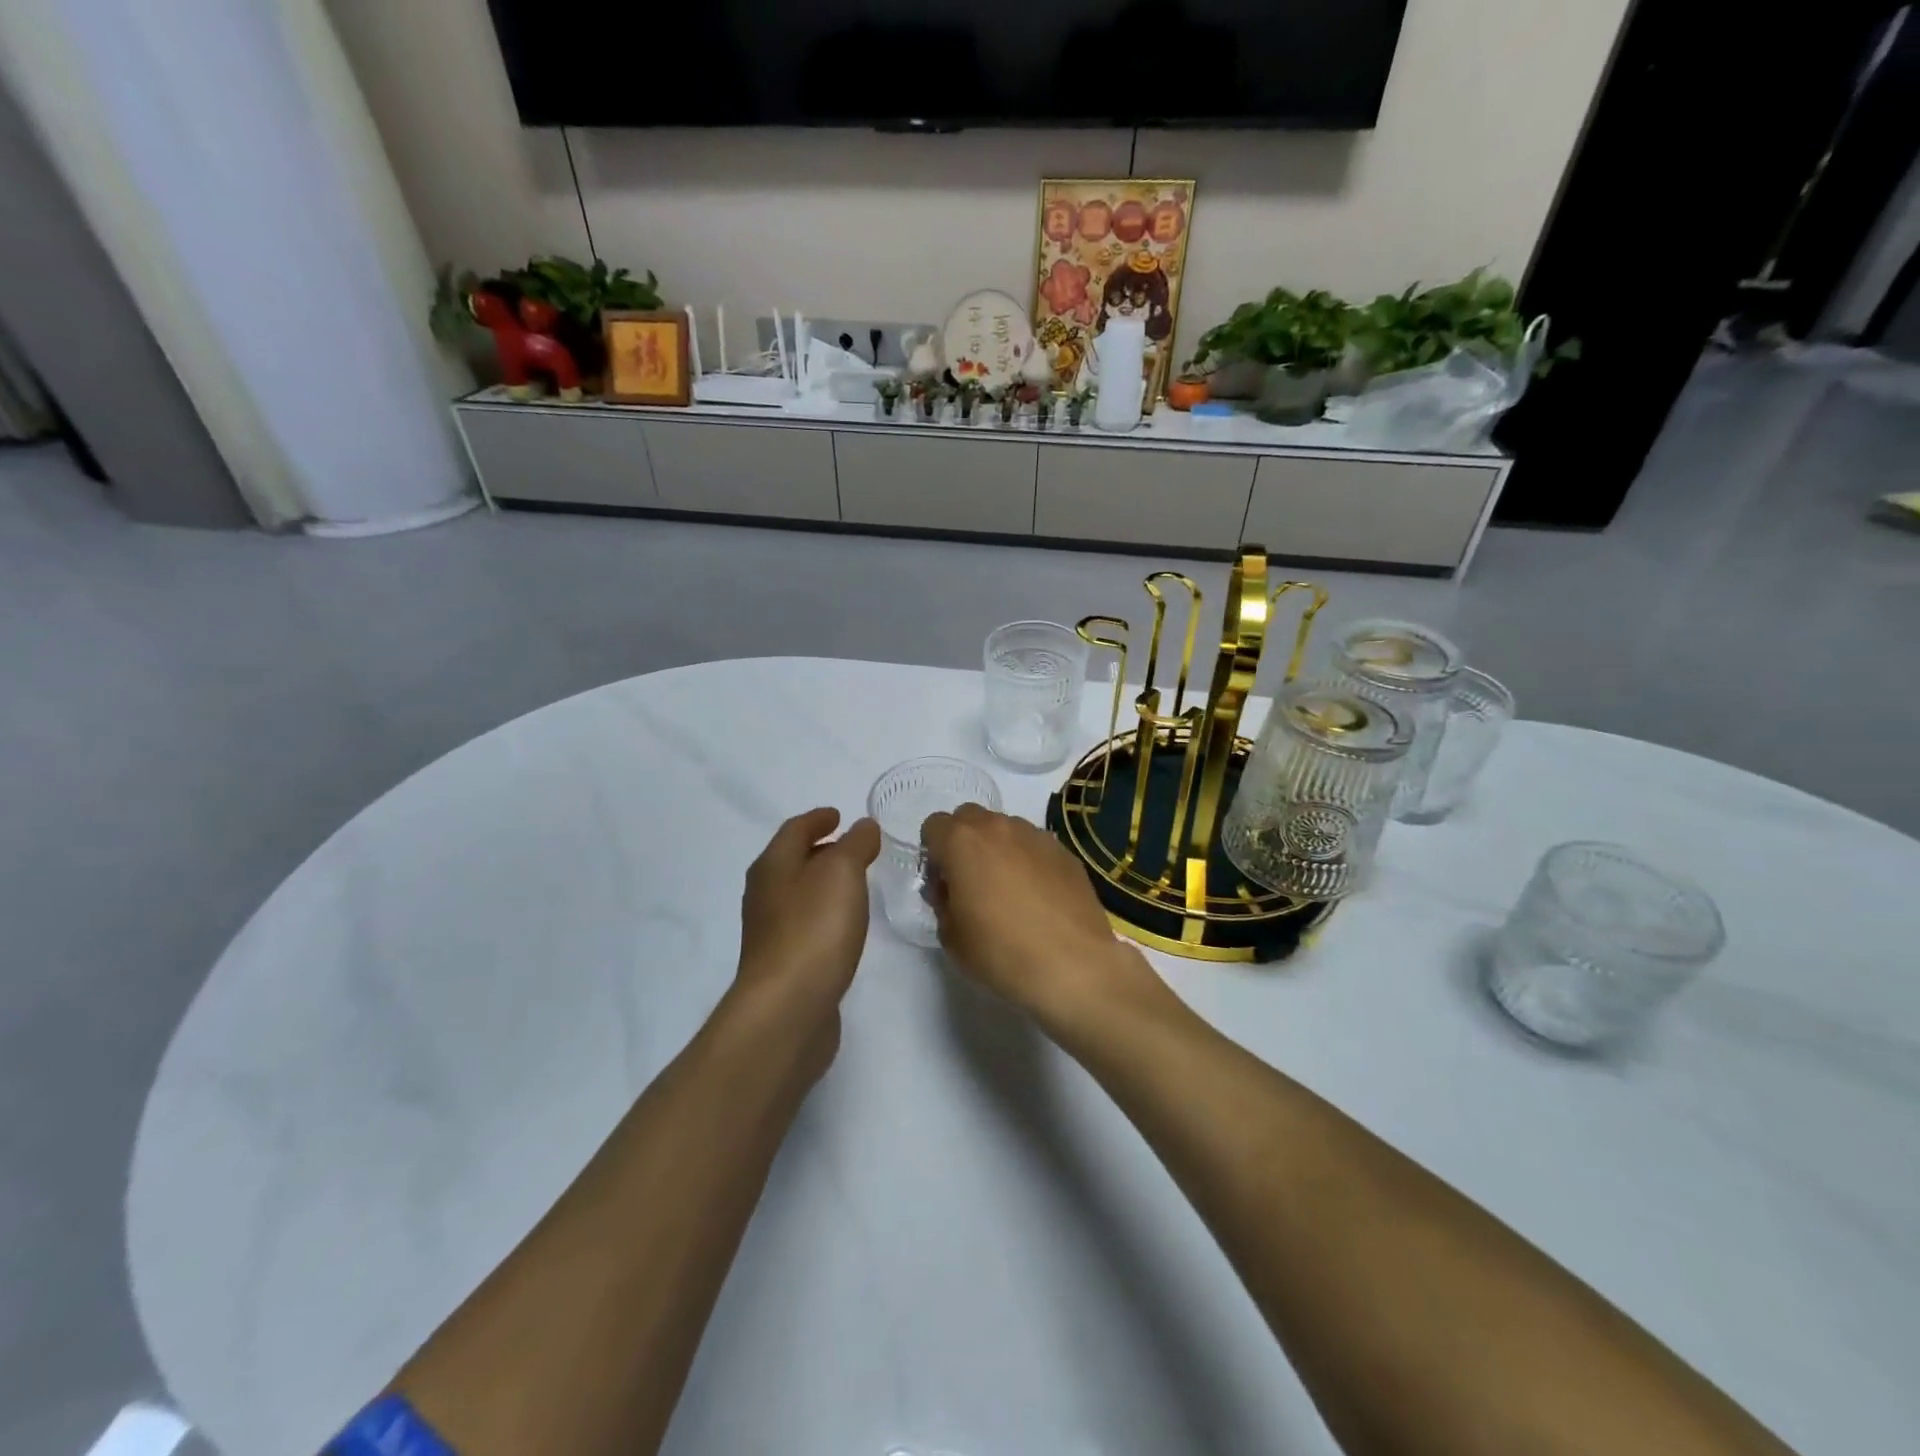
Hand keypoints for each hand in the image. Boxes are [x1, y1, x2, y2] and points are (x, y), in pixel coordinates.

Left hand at [734, 808, 880, 1059]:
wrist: (788, 1008)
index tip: (839, 815)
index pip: (794, 830)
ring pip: (799, 894)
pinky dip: (825, 914)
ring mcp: (771, 932)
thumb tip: (863, 826)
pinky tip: (844, 926)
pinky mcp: (784, 965)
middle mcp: (765, 895)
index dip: (817, 819)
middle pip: (792, 862)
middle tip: (854, 847)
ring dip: (824, 884)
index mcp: (773, 866)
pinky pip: (806, 925)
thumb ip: (855, 844)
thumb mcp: (841, 872)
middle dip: (820, 850)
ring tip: (855, 883)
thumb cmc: (814, 929)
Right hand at [920, 804, 1157, 1030]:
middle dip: (964, 843)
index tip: (943, 885)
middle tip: (972, 884)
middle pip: (969, 818)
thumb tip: (952, 889)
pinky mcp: (1065, 852)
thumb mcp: (951, 936)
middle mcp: (999, 827)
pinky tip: (1039, 899)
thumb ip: (943, 901)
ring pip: (1005, 829)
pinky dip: (1029, 863)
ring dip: (998, 850)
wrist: (1073, 965)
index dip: (933, 855)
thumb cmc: (1001, 951)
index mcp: (963, 841)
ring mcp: (1036, 836)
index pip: (933, 826)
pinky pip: (1035, 847)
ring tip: (1010, 893)